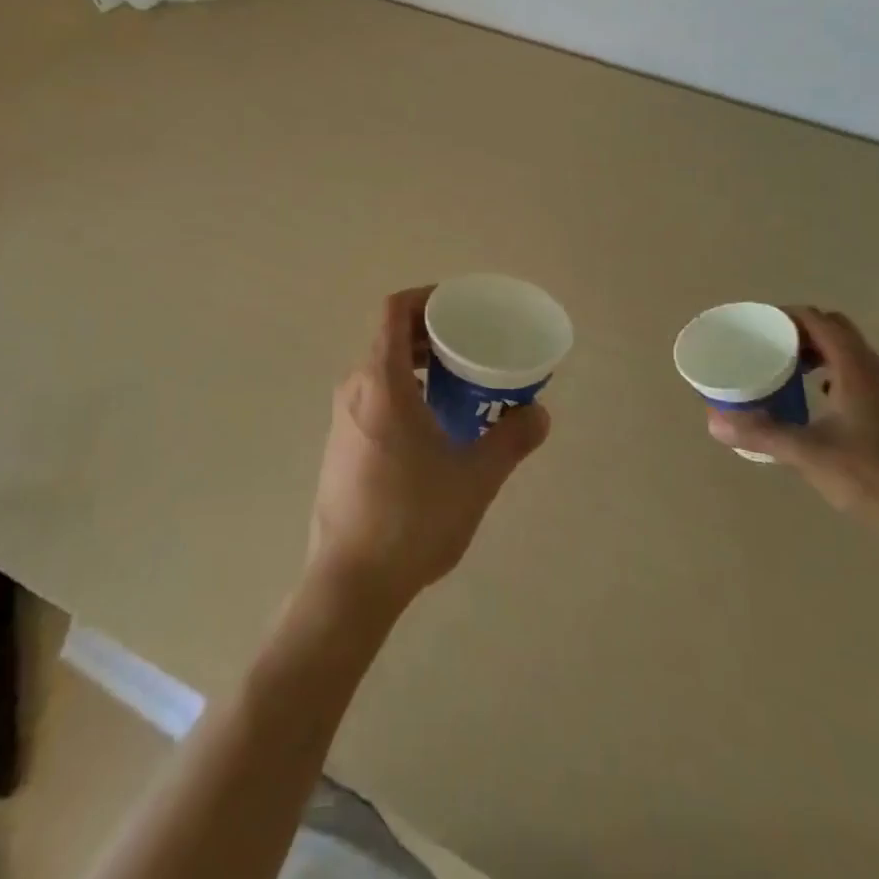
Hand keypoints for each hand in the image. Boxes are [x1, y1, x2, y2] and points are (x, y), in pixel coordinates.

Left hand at [308, 287, 550, 612]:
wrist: (351, 581)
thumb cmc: (413, 518)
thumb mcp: (475, 477)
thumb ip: (511, 439)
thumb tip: (539, 413)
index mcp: (381, 381)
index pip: (395, 310)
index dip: (427, 297)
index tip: (460, 308)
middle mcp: (354, 388)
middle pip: (389, 337)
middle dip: (430, 333)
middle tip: (470, 347)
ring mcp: (342, 417)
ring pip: (380, 368)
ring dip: (417, 364)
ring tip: (458, 384)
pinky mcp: (339, 444)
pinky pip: (372, 395)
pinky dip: (403, 390)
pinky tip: (432, 425)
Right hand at [707, 306, 878, 537]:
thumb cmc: (876, 478)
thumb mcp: (810, 455)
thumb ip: (763, 434)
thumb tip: (715, 422)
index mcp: (856, 369)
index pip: (819, 320)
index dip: (786, 316)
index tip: (757, 325)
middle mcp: (878, 371)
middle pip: (835, 331)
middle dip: (799, 332)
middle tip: (768, 347)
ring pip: (851, 354)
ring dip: (818, 354)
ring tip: (787, 373)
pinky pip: (861, 376)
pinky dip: (835, 375)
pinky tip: (820, 403)